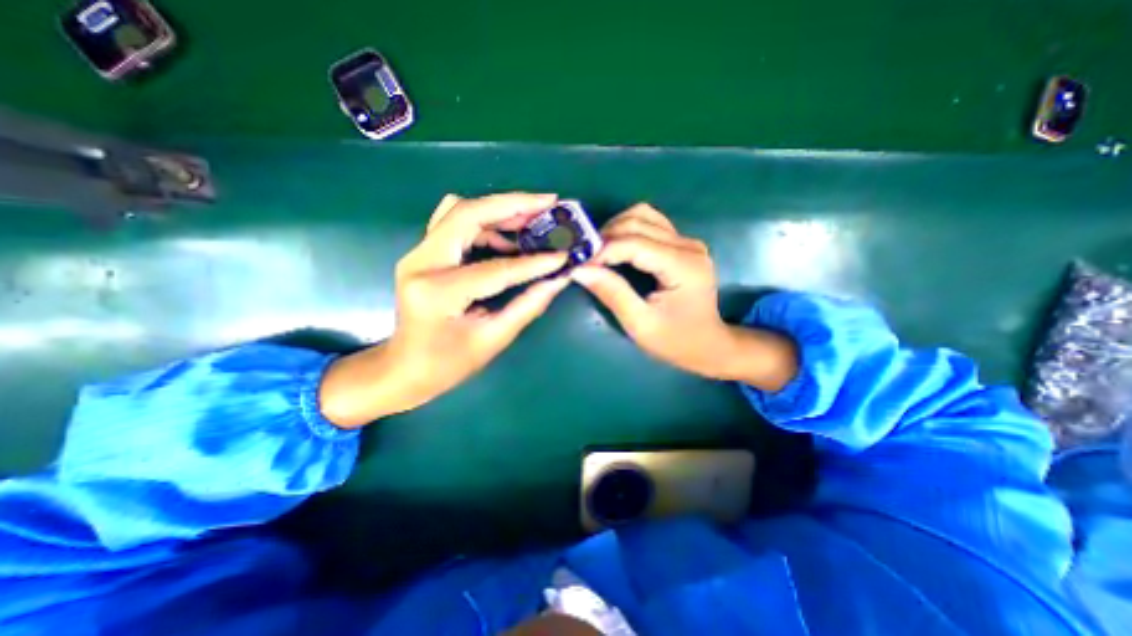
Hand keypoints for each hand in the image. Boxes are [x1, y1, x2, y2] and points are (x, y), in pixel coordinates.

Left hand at [315, 194, 565, 427]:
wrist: (403, 367)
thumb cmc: (447, 364)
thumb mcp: (493, 339)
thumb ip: (528, 305)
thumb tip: (558, 280)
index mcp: (439, 292)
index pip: (496, 268)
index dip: (534, 262)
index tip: (564, 256)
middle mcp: (421, 262)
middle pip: (467, 213)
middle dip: (512, 204)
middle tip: (548, 203)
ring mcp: (418, 254)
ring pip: (460, 211)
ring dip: (499, 211)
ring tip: (533, 220)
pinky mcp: (423, 253)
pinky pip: (455, 222)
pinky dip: (485, 223)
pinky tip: (507, 239)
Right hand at [572, 204, 787, 386]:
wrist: (709, 345)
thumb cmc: (675, 341)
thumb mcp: (640, 324)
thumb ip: (612, 293)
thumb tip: (580, 269)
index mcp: (682, 266)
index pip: (634, 243)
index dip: (602, 250)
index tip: (579, 263)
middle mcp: (688, 245)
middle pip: (638, 221)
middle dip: (606, 237)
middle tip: (586, 258)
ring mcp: (688, 242)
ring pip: (643, 216)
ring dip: (616, 229)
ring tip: (599, 252)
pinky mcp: (683, 244)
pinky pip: (650, 223)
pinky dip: (628, 230)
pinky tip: (616, 248)